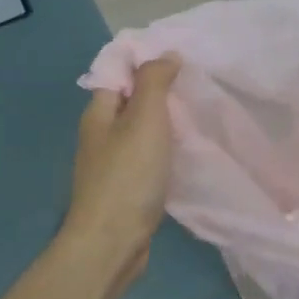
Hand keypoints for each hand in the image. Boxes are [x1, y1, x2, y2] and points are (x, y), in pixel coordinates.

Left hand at [59, 55, 180, 286]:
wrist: (112, 243)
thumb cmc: (128, 175)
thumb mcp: (145, 118)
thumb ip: (155, 82)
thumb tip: (166, 55)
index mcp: (99, 114)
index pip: (118, 74)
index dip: (145, 63)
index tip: (181, 58)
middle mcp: (102, 136)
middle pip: (132, 103)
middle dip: (161, 92)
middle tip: (197, 84)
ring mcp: (113, 165)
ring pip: (143, 133)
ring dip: (167, 124)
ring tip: (200, 114)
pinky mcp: (128, 190)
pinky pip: (150, 159)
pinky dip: (168, 151)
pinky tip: (188, 152)